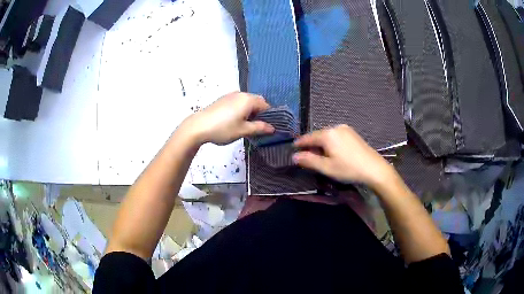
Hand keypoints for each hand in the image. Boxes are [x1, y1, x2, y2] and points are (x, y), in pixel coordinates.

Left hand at [181, 92, 274, 144]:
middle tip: (256, 127)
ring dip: (250, 111)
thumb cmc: (223, 128)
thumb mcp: (243, 130)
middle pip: (256, 101)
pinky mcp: (223, 99)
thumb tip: (272, 128)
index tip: (266, 127)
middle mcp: (241, 94)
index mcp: (248, 99)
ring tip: (245, 125)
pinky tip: (235, 121)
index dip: (269, 116)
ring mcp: (230, 95)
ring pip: (247, 102)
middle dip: (259, 113)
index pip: (266, 105)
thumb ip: (259, 128)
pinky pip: (238, 102)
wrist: (198, 126)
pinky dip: (241, 109)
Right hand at [293, 125, 396, 188]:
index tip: (293, 148)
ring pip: (328, 135)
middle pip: (318, 135)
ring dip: (321, 144)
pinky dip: (331, 143)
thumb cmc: (348, 169)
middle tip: (305, 154)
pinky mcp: (353, 134)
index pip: (308, 137)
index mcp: (328, 134)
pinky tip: (332, 151)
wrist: (374, 169)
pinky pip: (336, 136)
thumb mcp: (326, 167)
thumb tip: (294, 156)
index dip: (300, 143)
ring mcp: (346, 129)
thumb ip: (309, 161)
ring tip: (318, 154)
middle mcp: (336, 127)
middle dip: (311, 144)